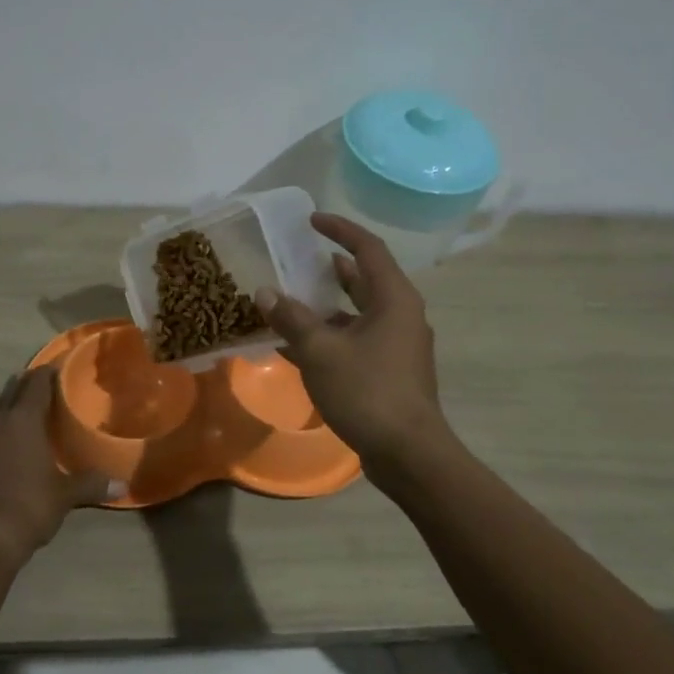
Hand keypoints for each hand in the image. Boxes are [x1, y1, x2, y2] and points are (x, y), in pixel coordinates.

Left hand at [0, 368, 114, 566]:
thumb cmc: (28, 511)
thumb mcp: (65, 497)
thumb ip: (91, 485)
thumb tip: (122, 485)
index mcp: (25, 423)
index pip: (37, 386)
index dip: (45, 375)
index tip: (52, 368)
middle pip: (6, 392)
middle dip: (17, 385)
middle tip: (24, 383)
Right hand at [255, 213, 449, 468]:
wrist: (408, 453)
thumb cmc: (367, 391)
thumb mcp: (321, 351)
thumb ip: (291, 318)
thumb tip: (265, 293)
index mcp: (394, 299)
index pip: (368, 249)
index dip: (340, 230)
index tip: (311, 221)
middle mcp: (402, 315)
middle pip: (366, 279)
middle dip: (332, 268)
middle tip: (299, 260)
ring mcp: (399, 345)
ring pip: (360, 313)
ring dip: (328, 306)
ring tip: (292, 301)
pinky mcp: (392, 371)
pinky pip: (358, 340)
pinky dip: (332, 336)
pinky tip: (299, 347)